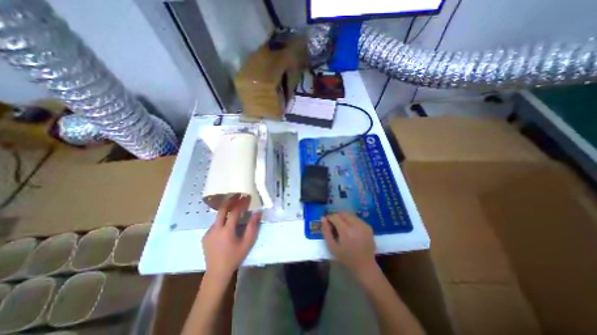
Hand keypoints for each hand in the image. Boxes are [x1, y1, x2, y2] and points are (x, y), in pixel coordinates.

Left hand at [204, 195, 261, 278]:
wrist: (217, 272)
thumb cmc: (235, 257)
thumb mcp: (247, 243)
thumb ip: (252, 227)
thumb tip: (257, 213)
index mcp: (226, 231)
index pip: (234, 212)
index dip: (241, 203)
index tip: (247, 197)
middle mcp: (215, 229)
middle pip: (222, 210)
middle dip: (230, 200)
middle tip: (237, 195)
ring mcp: (208, 232)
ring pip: (218, 217)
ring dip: (226, 210)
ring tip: (234, 206)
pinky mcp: (205, 236)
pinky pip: (215, 224)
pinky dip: (222, 219)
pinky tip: (227, 222)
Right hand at [325, 213, 373, 276]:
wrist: (365, 265)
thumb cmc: (346, 258)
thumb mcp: (332, 247)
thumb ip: (326, 231)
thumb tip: (323, 218)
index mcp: (346, 230)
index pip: (335, 216)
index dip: (329, 217)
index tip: (327, 221)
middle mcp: (355, 225)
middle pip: (343, 213)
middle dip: (336, 216)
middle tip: (334, 223)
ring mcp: (363, 225)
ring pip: (350, 214)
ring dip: (344, 217)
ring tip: (341, 226)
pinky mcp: (368, 226)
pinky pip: (356, 218)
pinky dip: (351, 220)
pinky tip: (350, 229)